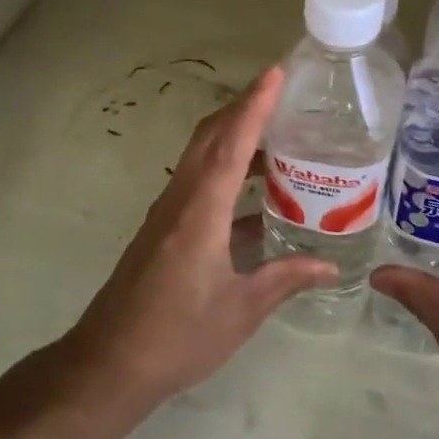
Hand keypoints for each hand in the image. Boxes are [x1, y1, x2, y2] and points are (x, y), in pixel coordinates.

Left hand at [58, 67, 335, 409]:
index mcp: (201, 213)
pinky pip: (198, 182)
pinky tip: (256, 194)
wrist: (109, 365)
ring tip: (279, 137)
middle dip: (243, 108)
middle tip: (284, 95)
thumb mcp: (242, 310)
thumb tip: (329, 264)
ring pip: (201, 157)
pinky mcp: (163, 229)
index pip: (232, 145)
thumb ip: (286, 278)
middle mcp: (181, 200)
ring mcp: (167, 213)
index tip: (275, 73)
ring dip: (234, 137)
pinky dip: (226, 171)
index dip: (255, 106)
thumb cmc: (178, 336)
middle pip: (210, 138)